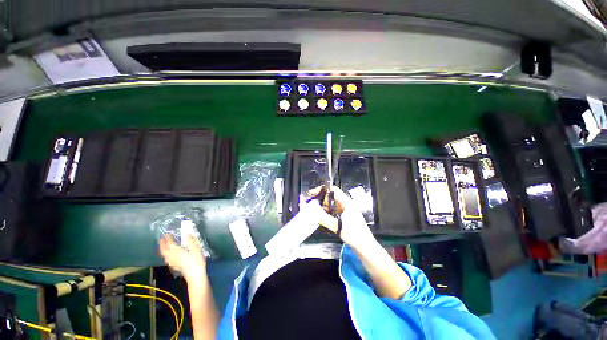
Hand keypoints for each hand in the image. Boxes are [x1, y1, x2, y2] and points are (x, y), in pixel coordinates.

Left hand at [159, 235, 206, 283]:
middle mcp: (172, 257)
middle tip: (162, 239)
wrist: (195, 275)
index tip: (166, 233)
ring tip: (164, 246)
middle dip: (162, 244)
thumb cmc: (196, 261)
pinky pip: (168, 259)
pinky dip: (167, 255)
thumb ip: (191, 241)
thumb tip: (187, 233)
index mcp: (176, 251)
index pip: (169, 243)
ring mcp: (172, 263)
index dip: (167, 238)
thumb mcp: (196, 249)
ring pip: (164, 255)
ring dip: (163, 250)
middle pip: (164, 250)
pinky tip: (170, 256)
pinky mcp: (175, 267)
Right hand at [306, 186, 376, 251]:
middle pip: (331, 196)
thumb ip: (323, 218)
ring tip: (312, 208)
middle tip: (310, 202)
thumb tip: (310, 210)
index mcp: (347, 202)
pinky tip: (320, 216)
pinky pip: (333, 211)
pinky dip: (326, 211)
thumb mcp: (337, 226)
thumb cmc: (355, 234)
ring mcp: (346, 211)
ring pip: (332, 204)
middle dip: (320, 198)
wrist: (366, 247)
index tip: (312, 193)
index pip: (333, 190)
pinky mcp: (344, 217)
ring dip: (322, 205)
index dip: (322, 189)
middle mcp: (346, 204)